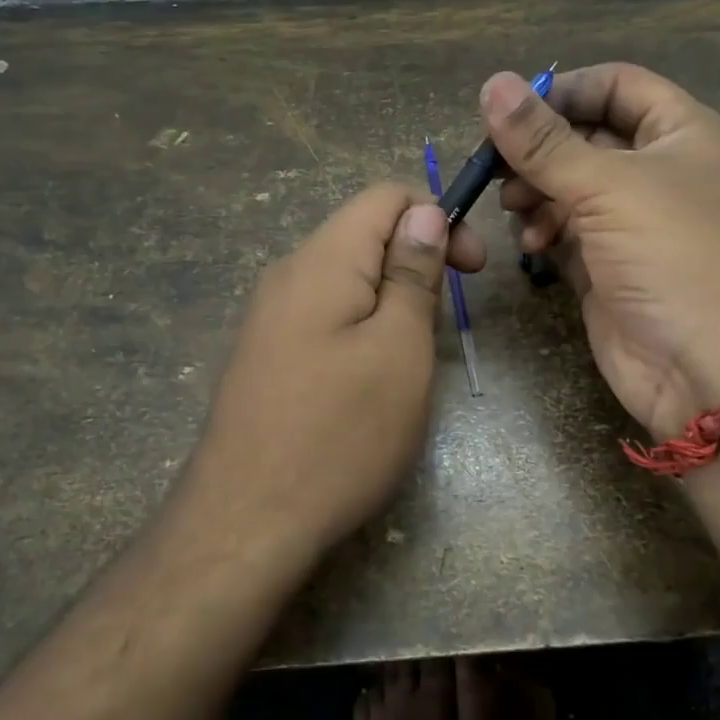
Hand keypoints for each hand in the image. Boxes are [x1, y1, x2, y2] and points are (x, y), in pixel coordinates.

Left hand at [187, 183, 485, 553]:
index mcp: (321, 260)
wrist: (246, 523)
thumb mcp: (399, 348)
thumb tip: (423, 212)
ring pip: (347, 280)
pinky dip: (362, 329)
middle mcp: (287, 275)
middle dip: (418, 262)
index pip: (385, 196)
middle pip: (364, 236)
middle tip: (445, 323)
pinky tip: (370, 380)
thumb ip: (412, 273)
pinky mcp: (266, 356)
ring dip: (392, 301)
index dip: (437, 217)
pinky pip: (324, 317)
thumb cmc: (340, 433)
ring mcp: (269, 318)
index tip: (473, 270)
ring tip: (412, 358)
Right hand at [484, 63, 719, 438]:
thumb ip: (544, 141)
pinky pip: (568, 233)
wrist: (712, 371)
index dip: (565, 90)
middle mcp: (661, 172)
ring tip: (515, 207)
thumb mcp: (609, 186)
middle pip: (586, 137)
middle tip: (495, 166)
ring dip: (537, 191)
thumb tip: (492, 84)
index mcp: (682, 134)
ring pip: (571, 188)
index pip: (618, 86)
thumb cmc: (676, 256)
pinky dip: (545, 231)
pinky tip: (532, 244)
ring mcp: (635, 224)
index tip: (512, 111)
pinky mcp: (610, 268)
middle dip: (540, 149)